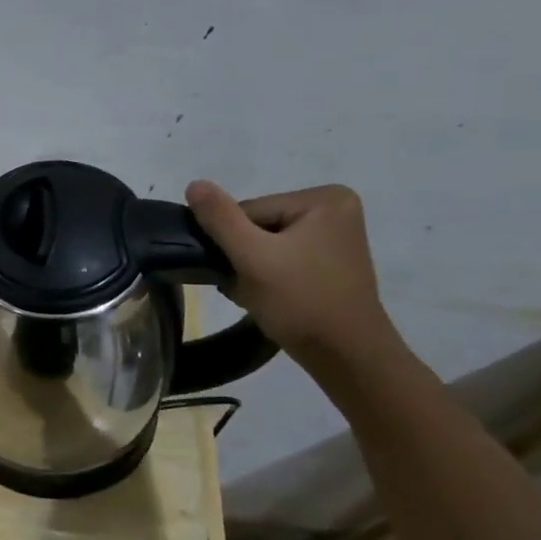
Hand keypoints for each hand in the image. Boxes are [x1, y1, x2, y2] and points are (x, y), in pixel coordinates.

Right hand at [185, 180, 399, 366]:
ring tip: (259, 295)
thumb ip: (220, 218)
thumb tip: (195, 184)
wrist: (345, 356)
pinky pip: (281, 259)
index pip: (249, 211)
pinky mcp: (329, 261)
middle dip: (243, 258)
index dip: (234, 243)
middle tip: (248, 288)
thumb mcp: (253, 257)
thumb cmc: (301, 302)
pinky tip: (270, 297)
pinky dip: (267, 277)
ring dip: (250, 270)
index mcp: (324, 198)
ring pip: (265, 245)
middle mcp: (335, 209)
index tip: (241, 272)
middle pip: (257, 226)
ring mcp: (334, 237)